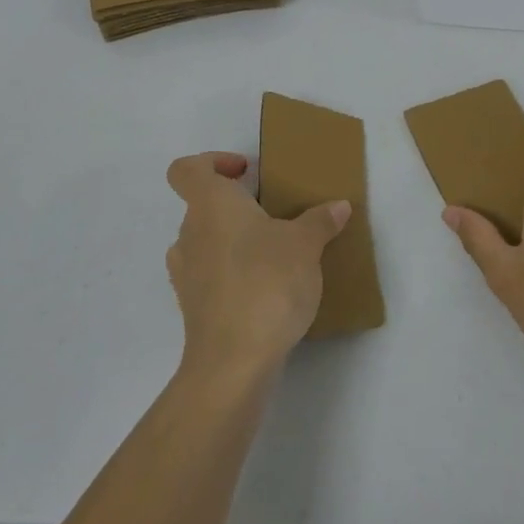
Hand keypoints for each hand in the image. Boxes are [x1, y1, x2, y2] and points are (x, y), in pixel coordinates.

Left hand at [165, 152, 351, 385]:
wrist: (234, 360)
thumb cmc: (267, 283)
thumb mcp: (305, 245)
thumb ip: (319, 221)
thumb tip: (338, 206)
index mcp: (210, 205)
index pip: (187, 169)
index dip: (212, 163)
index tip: (245, 173)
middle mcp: (189, 233)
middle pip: (203, 206)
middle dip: (238, 208)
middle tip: (275, 216)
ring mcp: (185, 272)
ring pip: (206, 242)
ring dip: (234, 242)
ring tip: (274, 255)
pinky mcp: (192, 306)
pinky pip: (210, 275)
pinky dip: (231, 274)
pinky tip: (265, 289)